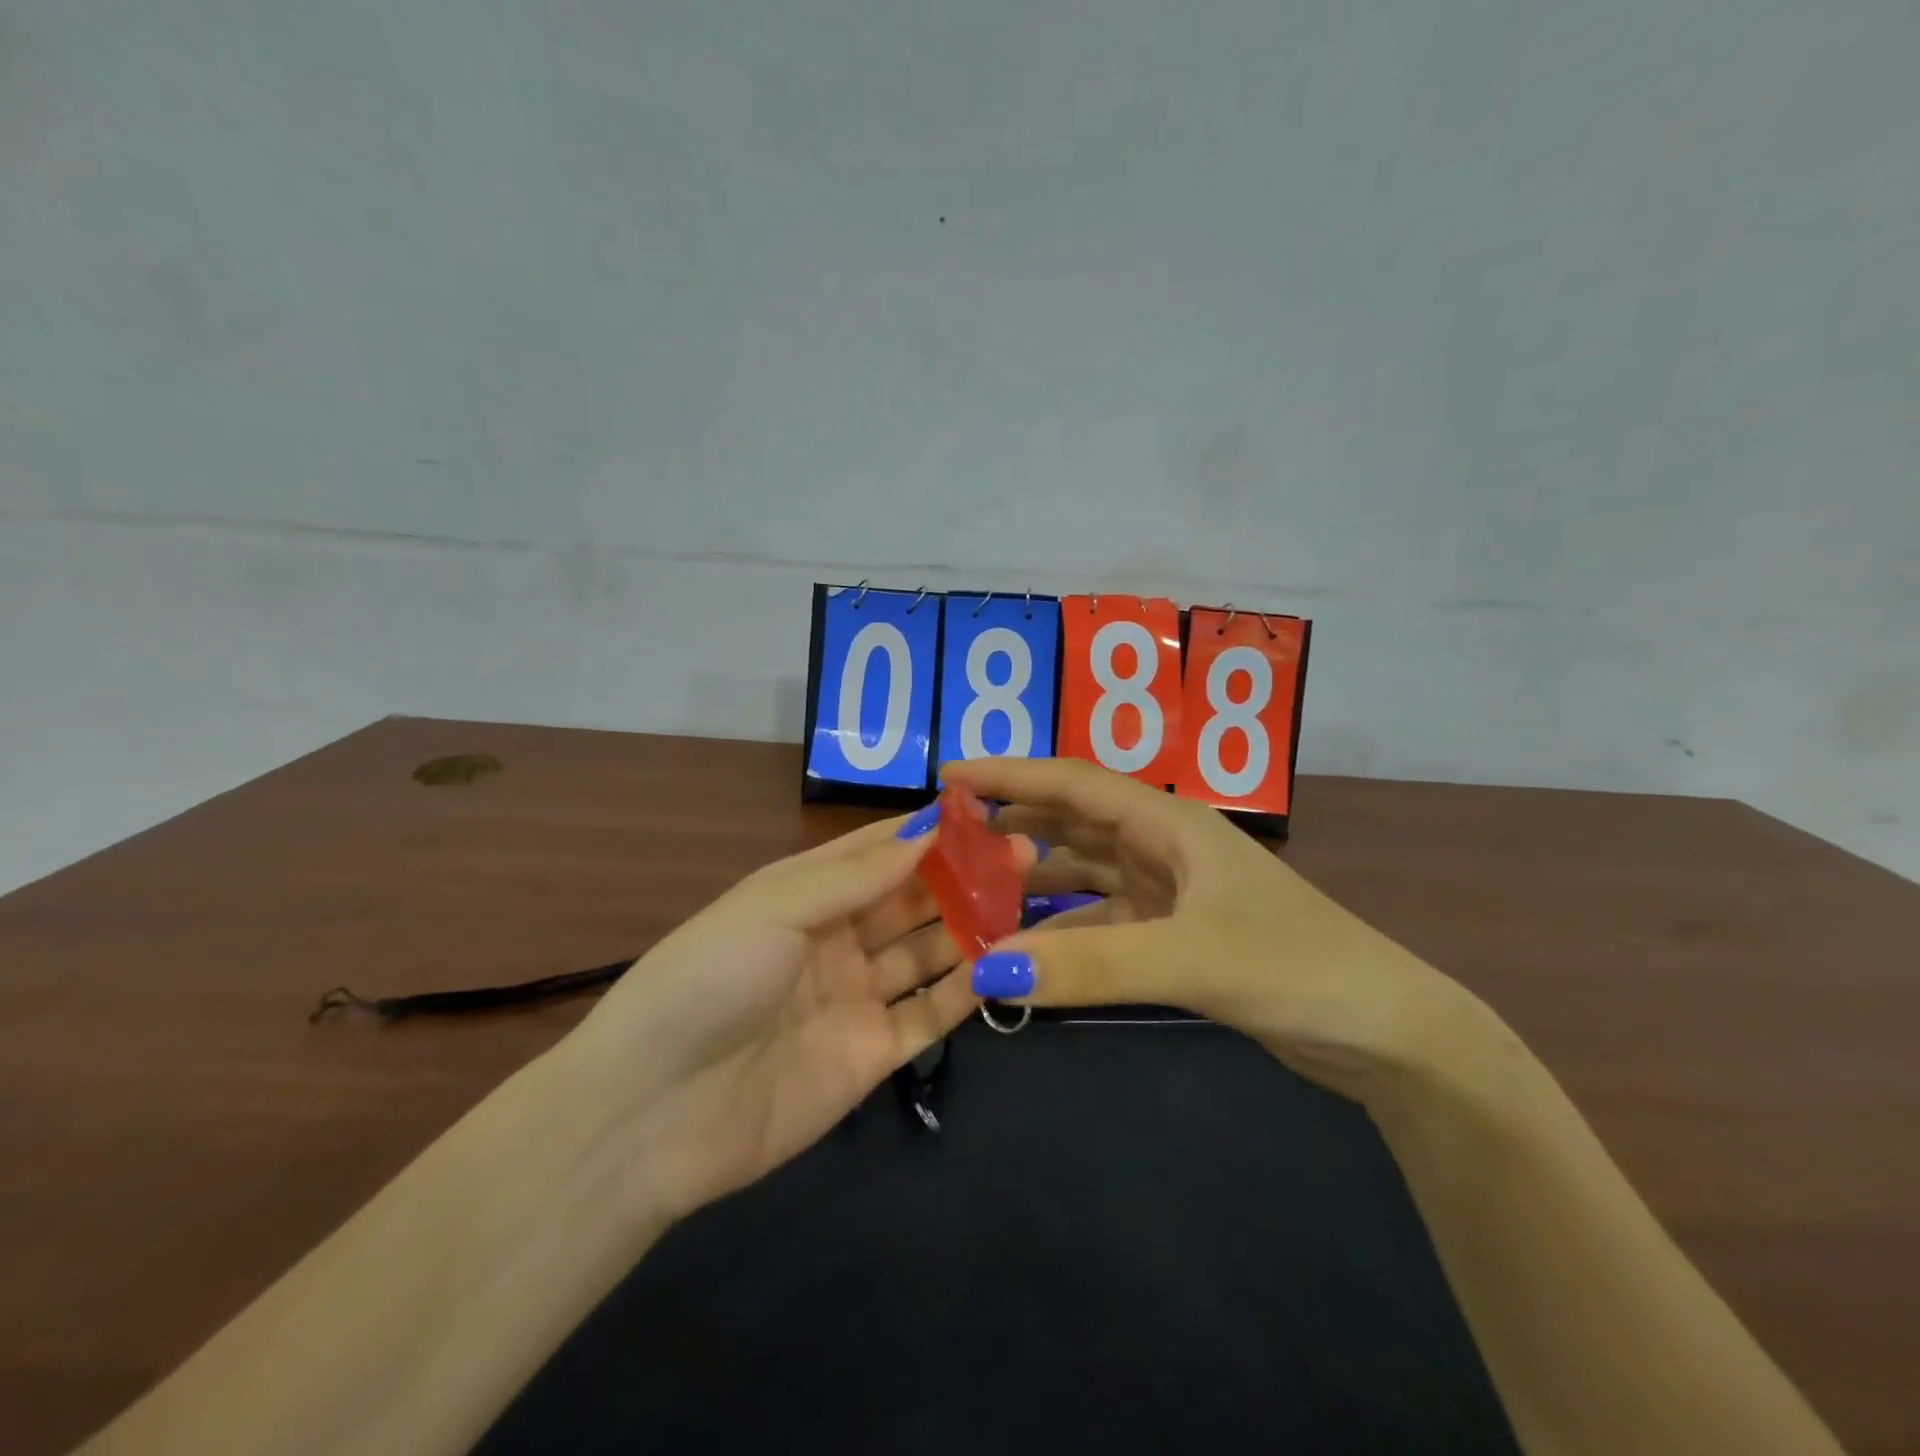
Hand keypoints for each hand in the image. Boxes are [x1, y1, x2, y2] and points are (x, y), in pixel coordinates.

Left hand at [554, 811, 1033, 1224]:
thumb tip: (927, 828)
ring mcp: (856, 998)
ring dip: (971, 926)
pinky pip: (929, 1013)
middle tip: (1024, 853)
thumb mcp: (773, 908)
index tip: (984, 812)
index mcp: (804, 895)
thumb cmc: (707, 982)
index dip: (927, 831)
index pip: (878, 851)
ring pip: (927, 951)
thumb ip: (854, 874)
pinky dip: (965, 989)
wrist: (651, 1116)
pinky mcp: (873, 1054)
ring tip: (1026, 900)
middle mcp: (836, 940)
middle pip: (910, 899)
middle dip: (962, 876)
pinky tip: (1003, 964)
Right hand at [945, 756, 1475, 1101]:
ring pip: (1085, 871)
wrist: (1386, 1032)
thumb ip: (1090, 965)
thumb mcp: (1190, 960)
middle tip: (950, 838)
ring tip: (976, 891)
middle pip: (1073, 821)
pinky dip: (1065, 928)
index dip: (1009, 774)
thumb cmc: (1296, 968)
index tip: (949, 775)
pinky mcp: (1177, 935)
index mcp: (1169, 822)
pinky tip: (1030, 949)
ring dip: (1035, 878)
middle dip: (1013, 822)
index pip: (1072, 782)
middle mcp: (1164, 845)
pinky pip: (1102, 919)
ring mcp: (1171, 891)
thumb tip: (987, 971)